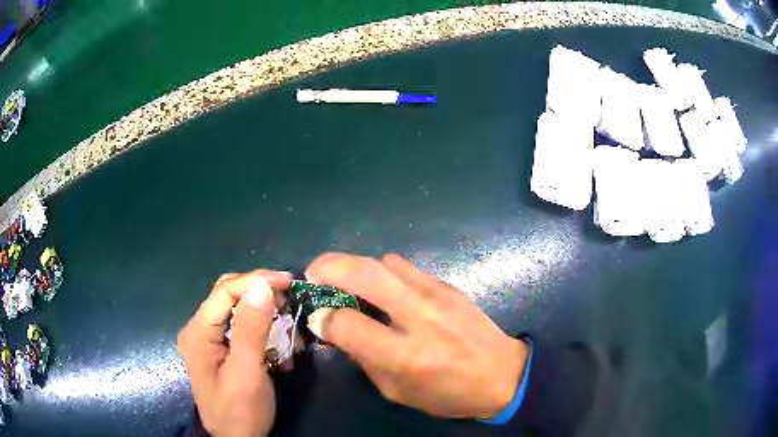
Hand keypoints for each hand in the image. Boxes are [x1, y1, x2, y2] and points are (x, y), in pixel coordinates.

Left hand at [178, 270, 291, 436]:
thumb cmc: (240, 410)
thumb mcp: (247, 372)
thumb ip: (251, 329)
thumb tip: (262, 285)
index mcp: (198, 332)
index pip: (225, 291)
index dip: (256, 280)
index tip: (288, 282)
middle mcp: (199, 330)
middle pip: (228, 296)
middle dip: (259, 293)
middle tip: (289, 297)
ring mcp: (208, 340)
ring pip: (236, 310)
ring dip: (264, 313)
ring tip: (288, 321)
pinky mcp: (220, 350)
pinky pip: (240, 328)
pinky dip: (261, 330)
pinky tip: (278, 343)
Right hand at [305, 253, 528, 418]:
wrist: (503, 374)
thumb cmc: (448, 394)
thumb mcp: (397, 392)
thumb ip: (364, 359)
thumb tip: (338, 327)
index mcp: (406, 356)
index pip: (348, 324)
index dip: (323, 318)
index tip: (316, 318)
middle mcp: (420, 318)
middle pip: (364, 274)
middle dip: (329, 266)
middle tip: (314, 273)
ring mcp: (437, 295)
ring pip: (383, 262)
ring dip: (357, 267)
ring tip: (349, 284)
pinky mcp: (448, 285)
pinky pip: (406, 267)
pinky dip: (384, 273)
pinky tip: (386, 290)